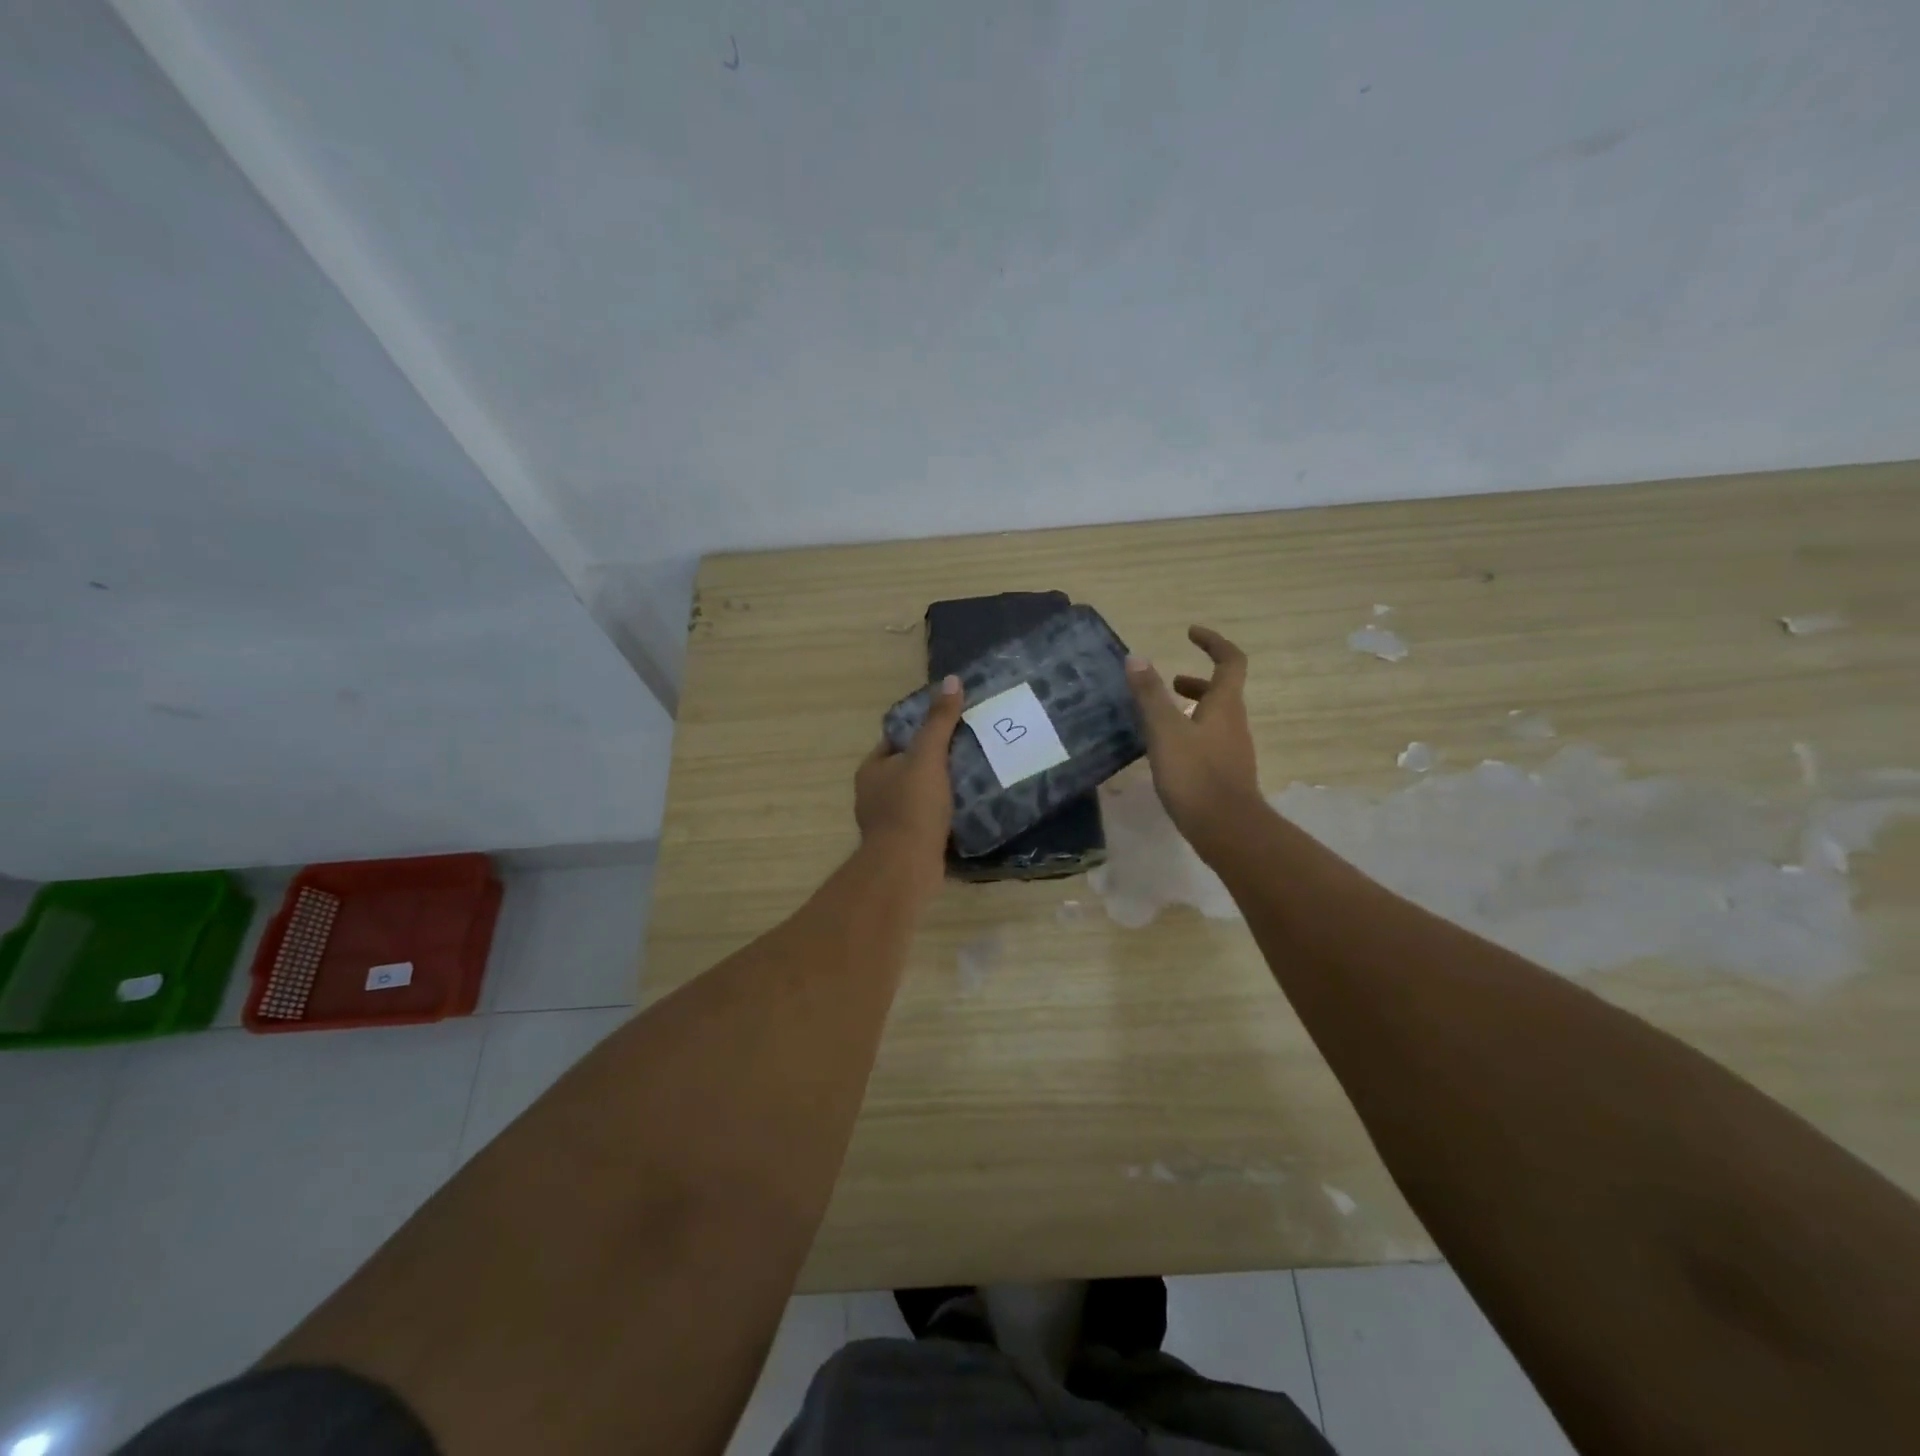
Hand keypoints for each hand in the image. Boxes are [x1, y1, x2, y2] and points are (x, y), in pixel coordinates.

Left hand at [855, 674, 963, 892]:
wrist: (905, 867)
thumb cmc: (912, 807)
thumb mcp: (928, 757)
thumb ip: (939, 721)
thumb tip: (951, 680)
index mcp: (871, 770)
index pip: (895, 741)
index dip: (920, 732)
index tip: (949, 728)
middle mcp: (872, 794)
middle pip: (906, 768)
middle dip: (931, 762)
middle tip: (967, 752)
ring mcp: (886, 822)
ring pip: (915, 796)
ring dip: (938, 790)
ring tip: (971, 780)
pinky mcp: (903, 844)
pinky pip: (924, 820)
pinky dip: (940, 815)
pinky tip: (964, 812)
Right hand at [1126, 626, 1262, 855]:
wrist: (1227, 829)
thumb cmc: (1196, 774)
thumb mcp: (1165, 731)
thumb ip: (1150, 694)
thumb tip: (1136, 657)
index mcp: (1225, 705)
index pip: (1230, 661)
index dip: (1213, 642)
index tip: (1190, 633)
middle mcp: (1234, 723)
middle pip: (1222, 690)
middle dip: (1196, 681)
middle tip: (1168, 682)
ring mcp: (1232, 750)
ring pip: (1214, 718)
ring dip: (1191, 709)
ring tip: (1159, 717)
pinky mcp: (1224, 773)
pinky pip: (1208, 741)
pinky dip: (1189, 734)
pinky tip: (1165, 751)